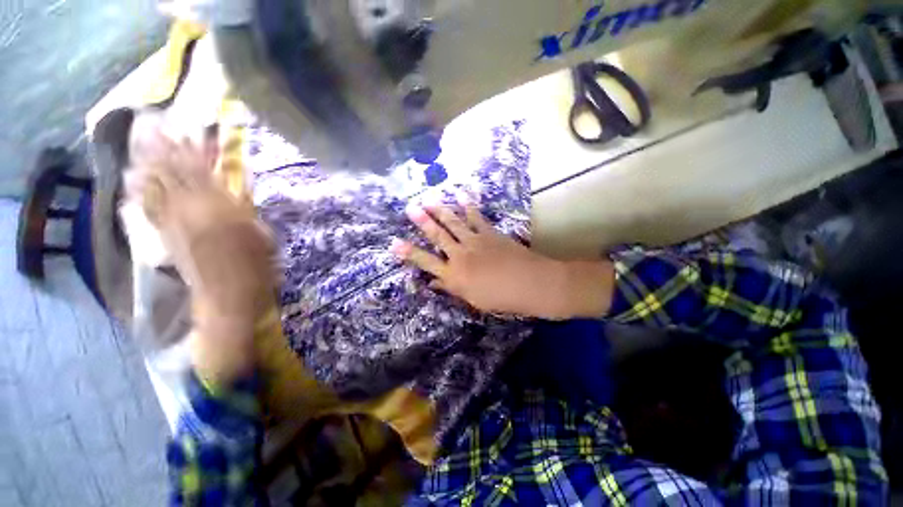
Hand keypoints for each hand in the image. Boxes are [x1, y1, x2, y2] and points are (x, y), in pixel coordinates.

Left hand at [128, 124, 275, 383]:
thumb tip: (234, 189)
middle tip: (156, 125)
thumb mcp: (261, 234)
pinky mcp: (165, 235)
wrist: (228, 296)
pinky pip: (149, 207)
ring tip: (142, 142)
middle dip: (165, 149)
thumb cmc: (255, 267)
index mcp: (218, 209)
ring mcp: (173, 222)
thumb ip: (244, 209)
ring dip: (149, 163)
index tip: (190, 130)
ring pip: (157, 186)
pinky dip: (142, 190)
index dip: (194, 150)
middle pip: (173, 173)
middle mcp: (189, 210)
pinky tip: (135, 177)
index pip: (202, 172)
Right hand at [391, 203, 612, 319]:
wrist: (531, 284)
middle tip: (410, 208)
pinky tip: (461, 195)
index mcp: (455, 275)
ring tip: (429, 199)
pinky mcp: (490, 233)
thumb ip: (452, 288)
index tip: (394, 244)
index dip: (409, 253)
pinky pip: (476, 217)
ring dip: (441, 210)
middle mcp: (461, 255)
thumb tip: (433, 283)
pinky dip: (468, 205)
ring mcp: (476, 241)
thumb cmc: (501, 298)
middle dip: (423, 222)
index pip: (426, 262)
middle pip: (438, 236)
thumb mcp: (473, 299)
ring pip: (454, 223)